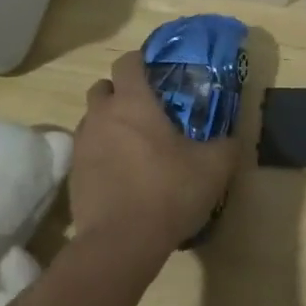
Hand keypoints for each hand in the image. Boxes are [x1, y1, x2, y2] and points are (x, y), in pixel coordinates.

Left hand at [72, 50, 241, 260]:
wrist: (120, 244)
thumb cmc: (168, 191)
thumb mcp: (213, 167)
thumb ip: (225, 146)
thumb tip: (233, 139)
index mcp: (133, 102)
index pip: (127, 62)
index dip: (140, 61)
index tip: (156, 71)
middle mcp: (102, 116)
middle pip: (103, 88)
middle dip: (120, 92)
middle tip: (145, 110)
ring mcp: (82, 146)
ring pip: (92, 120)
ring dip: (108, 124)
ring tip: (133, 145)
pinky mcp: (73, 176)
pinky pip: (86, 152)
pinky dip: (101, 154)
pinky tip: (121, 175)